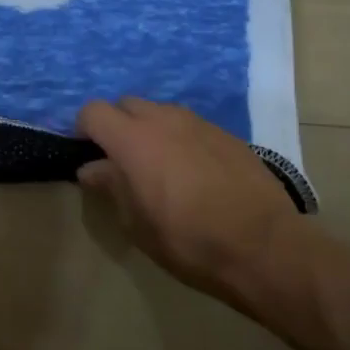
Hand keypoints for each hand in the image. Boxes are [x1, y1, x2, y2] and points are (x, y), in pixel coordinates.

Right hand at [76, 96, 302, 307]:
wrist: (266, 246)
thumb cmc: (189, 240)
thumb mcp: (137, 224)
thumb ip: (112, 187)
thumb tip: (92, 169)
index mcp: (132, 139)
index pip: (93, 111)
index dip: (84, 128)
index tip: (87, 152)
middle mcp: (163, 119)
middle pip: (126, 104)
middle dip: (117, 125)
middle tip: (122, 160)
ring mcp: (198, 123)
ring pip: (160, 112)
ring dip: (150, 129)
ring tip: (160, 166)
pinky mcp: (226, 134)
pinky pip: (190, 125)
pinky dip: (181, 139)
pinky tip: (194, 172)